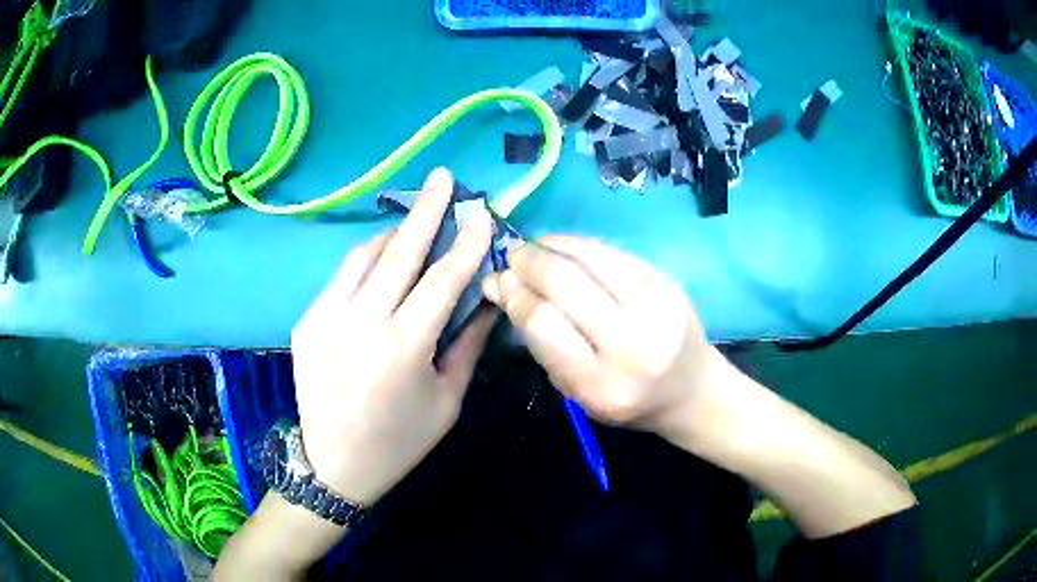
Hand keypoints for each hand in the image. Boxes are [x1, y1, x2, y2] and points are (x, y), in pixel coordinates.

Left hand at [291, 168, 496, 506]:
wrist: (334, 465)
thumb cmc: (400, 441)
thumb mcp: (447, 401)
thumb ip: (467, 344)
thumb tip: (488, 298)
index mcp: (403, 349)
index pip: (443, 278)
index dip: (467, 241)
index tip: (482, 212)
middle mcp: (361, 324)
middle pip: (399, 251)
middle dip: (427, 209)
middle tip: (443, 176)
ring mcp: (325, 319)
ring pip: (364, 255)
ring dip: (394, 233)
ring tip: (416, 222)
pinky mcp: (305, 322)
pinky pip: (341, 278)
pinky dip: (367, 262)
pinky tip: (382, 263)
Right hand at [481, 236, 719, 442]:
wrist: (689, 389)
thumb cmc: (625, 399)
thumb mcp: (575, 391)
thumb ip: (539, 343)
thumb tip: (501, 286)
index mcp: (601, 384)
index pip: (544, 324)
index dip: (515, 296)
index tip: (498, 282)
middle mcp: (630, 345)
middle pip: (565, 284)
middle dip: (529, 263)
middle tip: (512, 257)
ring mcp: (654, 308)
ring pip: (590, 258)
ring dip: (552, 245)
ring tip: (533, 246)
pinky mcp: (667, 282)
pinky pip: (613, 252)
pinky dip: (580, 244)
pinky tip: (563, 246)